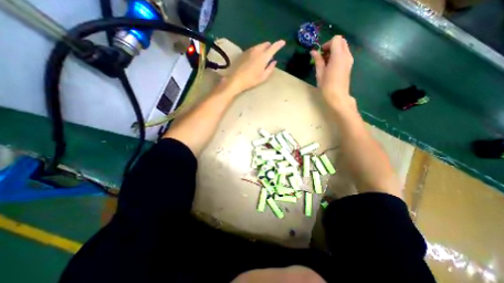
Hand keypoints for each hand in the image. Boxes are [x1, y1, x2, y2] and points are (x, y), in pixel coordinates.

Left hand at [224, 40, 286, 94]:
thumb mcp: (263, 76)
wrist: (236, 79)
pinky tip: (255, 57)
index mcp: (264, 56)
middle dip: (269, 46)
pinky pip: (253, 49)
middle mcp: (257, 50)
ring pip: (258, 46)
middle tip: (271, 51)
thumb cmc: (251, 79)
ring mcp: (249, 50)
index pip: (273, 47)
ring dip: (262, 48)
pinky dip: (256, 50)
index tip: (283, 42)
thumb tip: (274, 61)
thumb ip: (270, 68)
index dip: (279, 44)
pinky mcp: (243, 52)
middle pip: (265, 44)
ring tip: (263, 54)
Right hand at [309, 35, 355, 113]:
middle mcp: (346, 55)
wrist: (338, 97)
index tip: (321, 53)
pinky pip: (344, 54)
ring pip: (343, 47)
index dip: (327, 44)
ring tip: (326, 63)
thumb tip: (313, 52)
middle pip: (341, 41)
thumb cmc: (327, 86)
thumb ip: (318, 60)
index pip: (336, 39)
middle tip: (323, 57)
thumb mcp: (320, 73)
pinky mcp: (349, 65)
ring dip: (334, 51)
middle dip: (331, 46)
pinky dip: (337, 56)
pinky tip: (331, 66)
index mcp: (338, 56)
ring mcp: (349, 60)